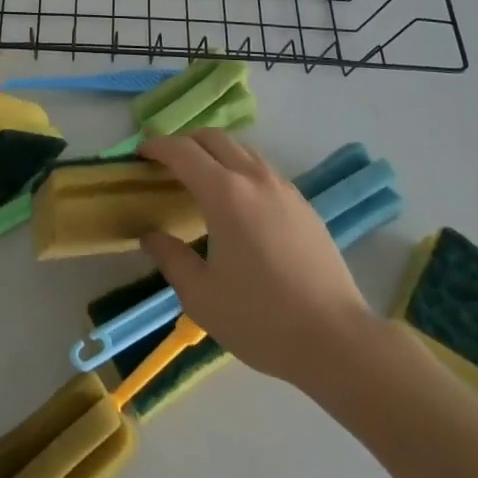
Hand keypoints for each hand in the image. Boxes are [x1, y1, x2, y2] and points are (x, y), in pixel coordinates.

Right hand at [138, 130, 373, 386]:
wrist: (337, 339)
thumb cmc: (262, 319)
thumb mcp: (203, 297)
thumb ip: (171, 259)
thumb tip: (151, 236)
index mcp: (225, 194)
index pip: (183, 152)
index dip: (157, 147)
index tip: (141, 154)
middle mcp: (254, 178)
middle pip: (213, 138)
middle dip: (185, 142)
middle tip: (166, 163)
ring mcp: (283, 188)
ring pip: (242, 149)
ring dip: (215, 152)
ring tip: (200, 178)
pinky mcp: (303, 204)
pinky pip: (262, 169)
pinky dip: (239, 169)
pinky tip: (238, 202)